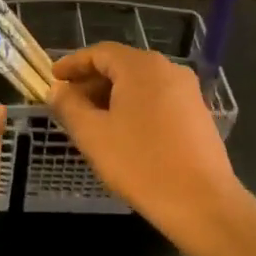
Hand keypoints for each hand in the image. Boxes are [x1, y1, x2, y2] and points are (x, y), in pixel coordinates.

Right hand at [49, 43, 244, 239]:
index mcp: (141, 67)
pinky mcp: (197, 113)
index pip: (99, 52)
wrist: (202, 202)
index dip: (72, 63)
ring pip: (140, 84)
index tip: (53, 78)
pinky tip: (122, 132)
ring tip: (91, 121)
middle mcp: (168, 69)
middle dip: (91, 82)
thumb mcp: (92, 135)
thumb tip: (58, 90)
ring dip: (112, 96)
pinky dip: (134, 107)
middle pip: (121, 65)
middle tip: (68, 104)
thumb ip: (69, 106)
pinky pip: (157, 99)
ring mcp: (187, 91)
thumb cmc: (140, 164)